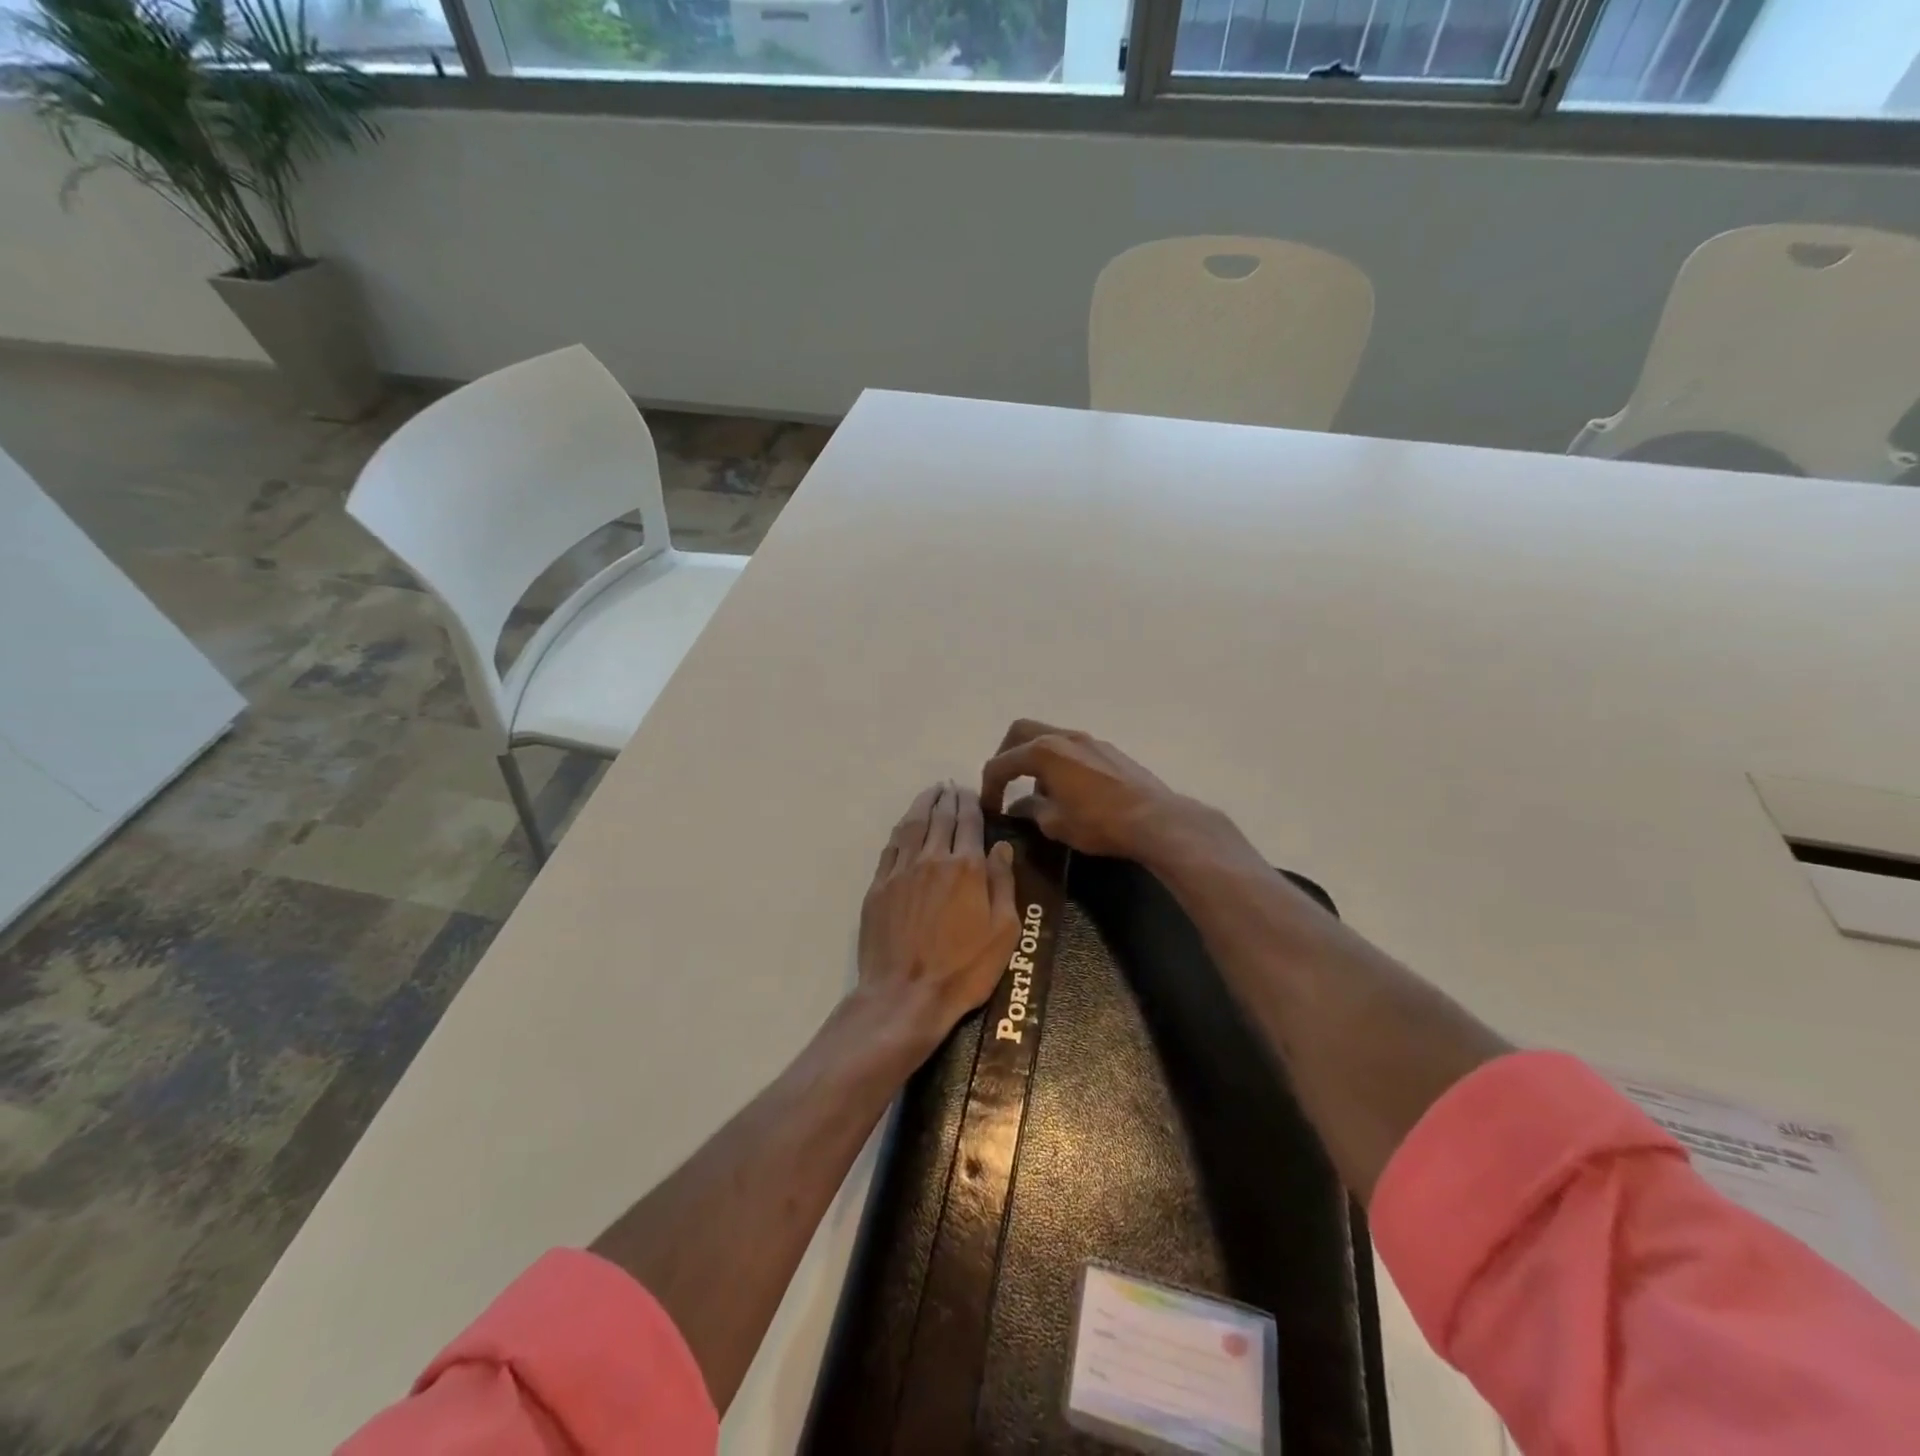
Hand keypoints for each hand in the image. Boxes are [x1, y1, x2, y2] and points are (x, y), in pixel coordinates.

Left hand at [857, 782, 1019, 1048]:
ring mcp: (901, 871)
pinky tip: (906, 825)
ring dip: (923, 804)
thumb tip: (1002, 847)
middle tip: (952, 786)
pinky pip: (892, 847)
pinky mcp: (879, 887)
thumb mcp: (1003, 932)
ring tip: (931, 793)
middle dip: (948, 798)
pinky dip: (902, 829)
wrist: (905, 995)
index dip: (971, 803)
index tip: (971, 792)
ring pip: (913, 825)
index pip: (969, 822)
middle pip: (941, 817)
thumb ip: (1002, 884)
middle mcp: (932, 859)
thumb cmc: (963, 969)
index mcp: (966, 867)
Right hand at [980, 720, 1197, 860]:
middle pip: (1021, 732)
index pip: (1002, 762)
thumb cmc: (1098, 823)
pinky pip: (1072, 748)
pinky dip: (1059, 761)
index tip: (989, 809)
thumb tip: (1020, 806)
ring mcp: (1089, 740)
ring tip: (1038, 790)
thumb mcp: (1055, 824)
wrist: (1155, 820)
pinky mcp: (1109, 750)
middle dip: (1006, 755)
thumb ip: (1031, 809)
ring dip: (1035, 758)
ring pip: (1049, 737)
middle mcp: (1064, 736)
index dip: (989, 786)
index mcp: (1043, 751)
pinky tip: (1068, 789)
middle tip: (1004, 782)